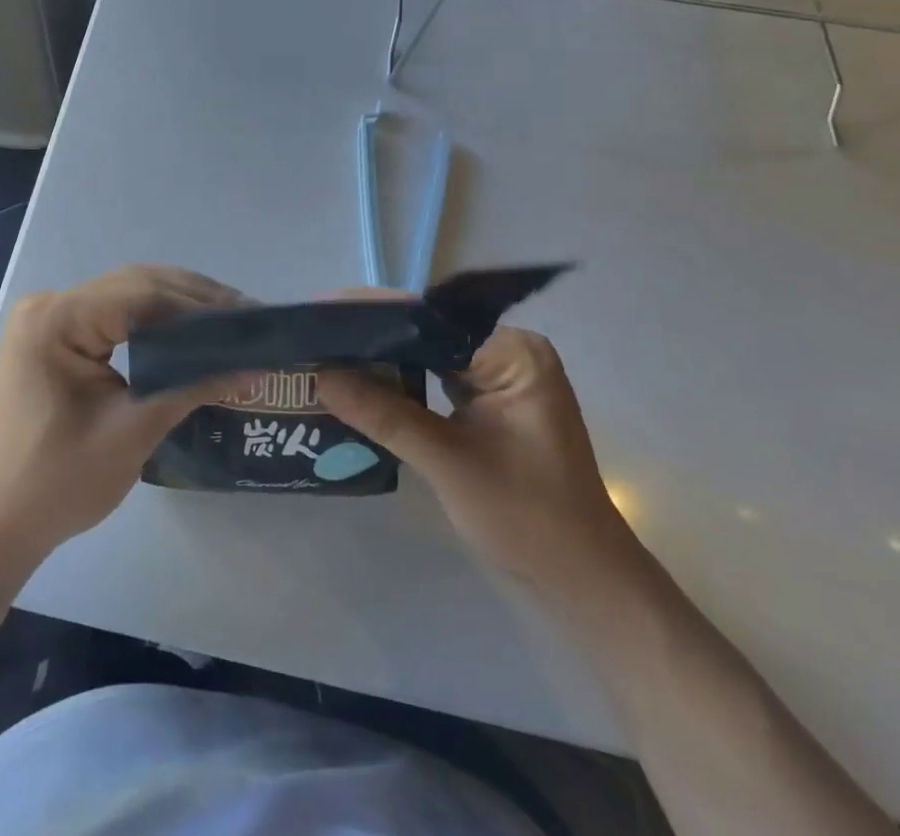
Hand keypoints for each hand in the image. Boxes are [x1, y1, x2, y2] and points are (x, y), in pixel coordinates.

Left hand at [0, 265, 242, 565]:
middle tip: (247, 317)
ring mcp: (47, 319)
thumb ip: (193, 387)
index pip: (143, 294)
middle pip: (134, 285)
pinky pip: (110, 315)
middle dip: (193, 299)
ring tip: (227, 322)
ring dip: (175, 306)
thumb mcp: (133, 432)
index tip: (251, 317)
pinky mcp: (52, 338)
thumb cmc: (57, 483)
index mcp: (57, 319)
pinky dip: (150, 321)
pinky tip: (184, 333)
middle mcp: (49, 304)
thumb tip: (255, 368)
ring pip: (125, 295)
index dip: (201, 304)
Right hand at [320, 323, 634, 591]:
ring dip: (382, 361)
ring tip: (326, 354)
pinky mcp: (491, 405)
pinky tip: (360, 386)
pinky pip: (436, 381)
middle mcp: (509, 354)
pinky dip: (401, 386)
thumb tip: (319, 375)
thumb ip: (384, 415)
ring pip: (428, 357)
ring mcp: (501, 380)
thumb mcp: (448, 462)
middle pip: (427, 333)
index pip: (430, 319)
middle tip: (314, 335)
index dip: (373, 315)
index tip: (321, 313)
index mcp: (513, 352)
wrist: (585, 586)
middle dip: (371, 337)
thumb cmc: (528, 519)